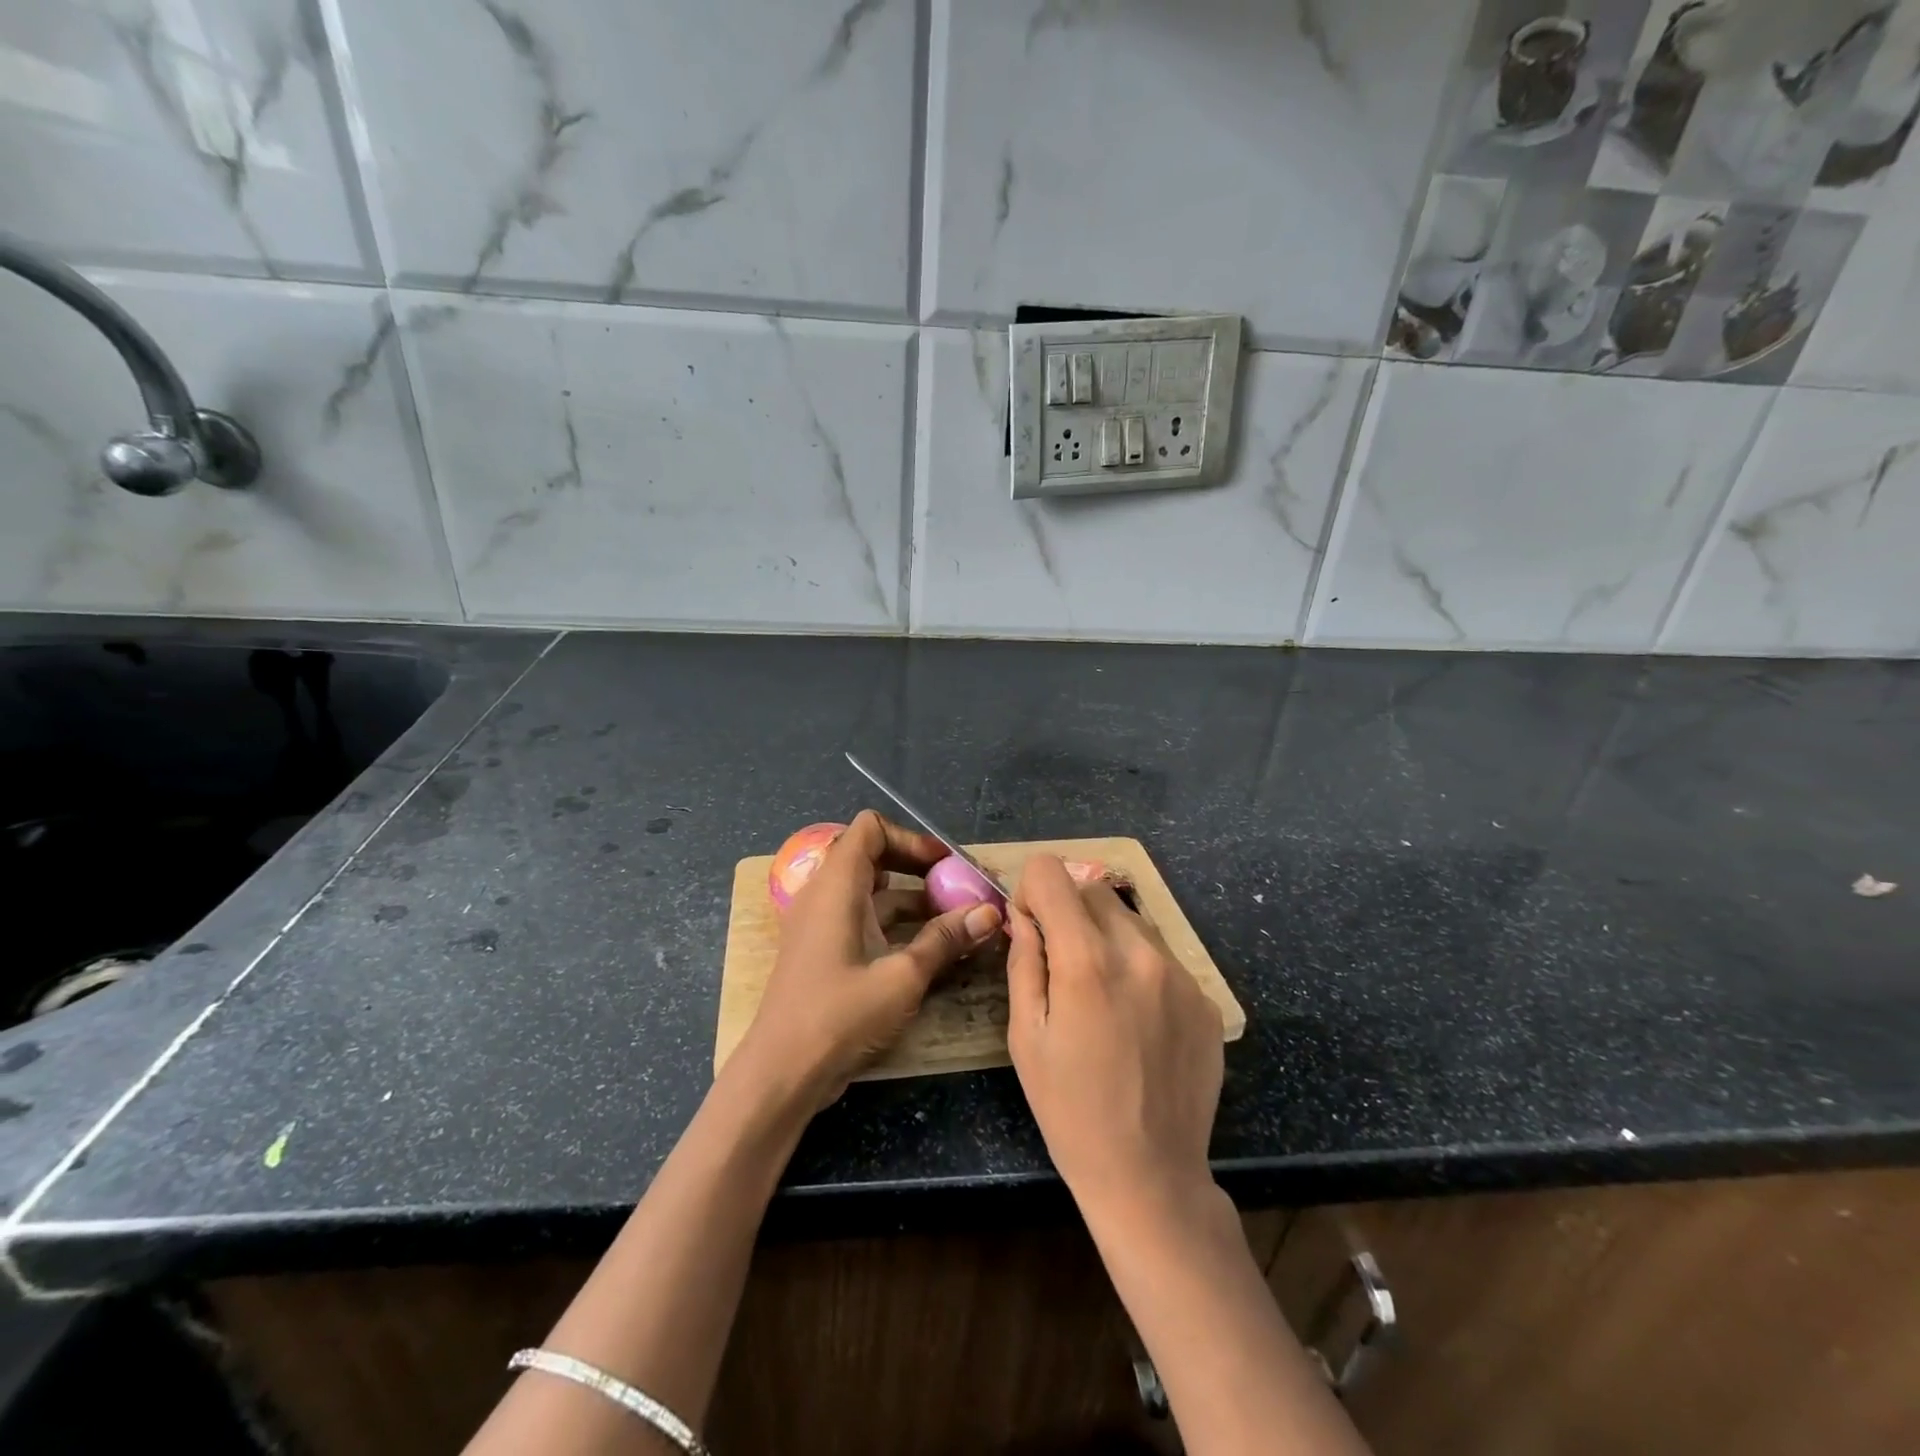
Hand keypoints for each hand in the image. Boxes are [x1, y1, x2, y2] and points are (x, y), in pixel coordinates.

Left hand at [736, 810, 1002, 1113]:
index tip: (946, 864)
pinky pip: (863, 919)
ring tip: (955, 919)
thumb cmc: (840, 1015)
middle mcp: (826, 894)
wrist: (782, 1072)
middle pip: (873, 856)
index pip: (870, 828)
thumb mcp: (902, 976)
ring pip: (872, 892)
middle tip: (957, 888)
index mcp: (838, 885)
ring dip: (912, 899)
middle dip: (918, 868)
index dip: (911, 838)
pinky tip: (929, 947)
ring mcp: (822, 924)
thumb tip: (990, 912)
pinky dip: (895, 924)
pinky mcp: (824, 951)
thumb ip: (946, 939)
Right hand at [1005, 855, 1223, 1220]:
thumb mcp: (1026, 1037)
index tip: (1030, 926)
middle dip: (1069, 909)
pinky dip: (1139, 967)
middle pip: (1094, 889)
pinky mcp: (1205, 997)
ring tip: (1101, 993)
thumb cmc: (1070, 1109)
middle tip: (1060, 959)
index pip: (1053, 873)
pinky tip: (1136, 1018)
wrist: (1151, 1176)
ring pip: (1131, 919)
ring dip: (1106, 936)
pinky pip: (1161, 956)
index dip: (1032, 891)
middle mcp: (1139, 952)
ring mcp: (1180, 974)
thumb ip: (1024, 962)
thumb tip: (1024, 916)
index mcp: (1086, 960)